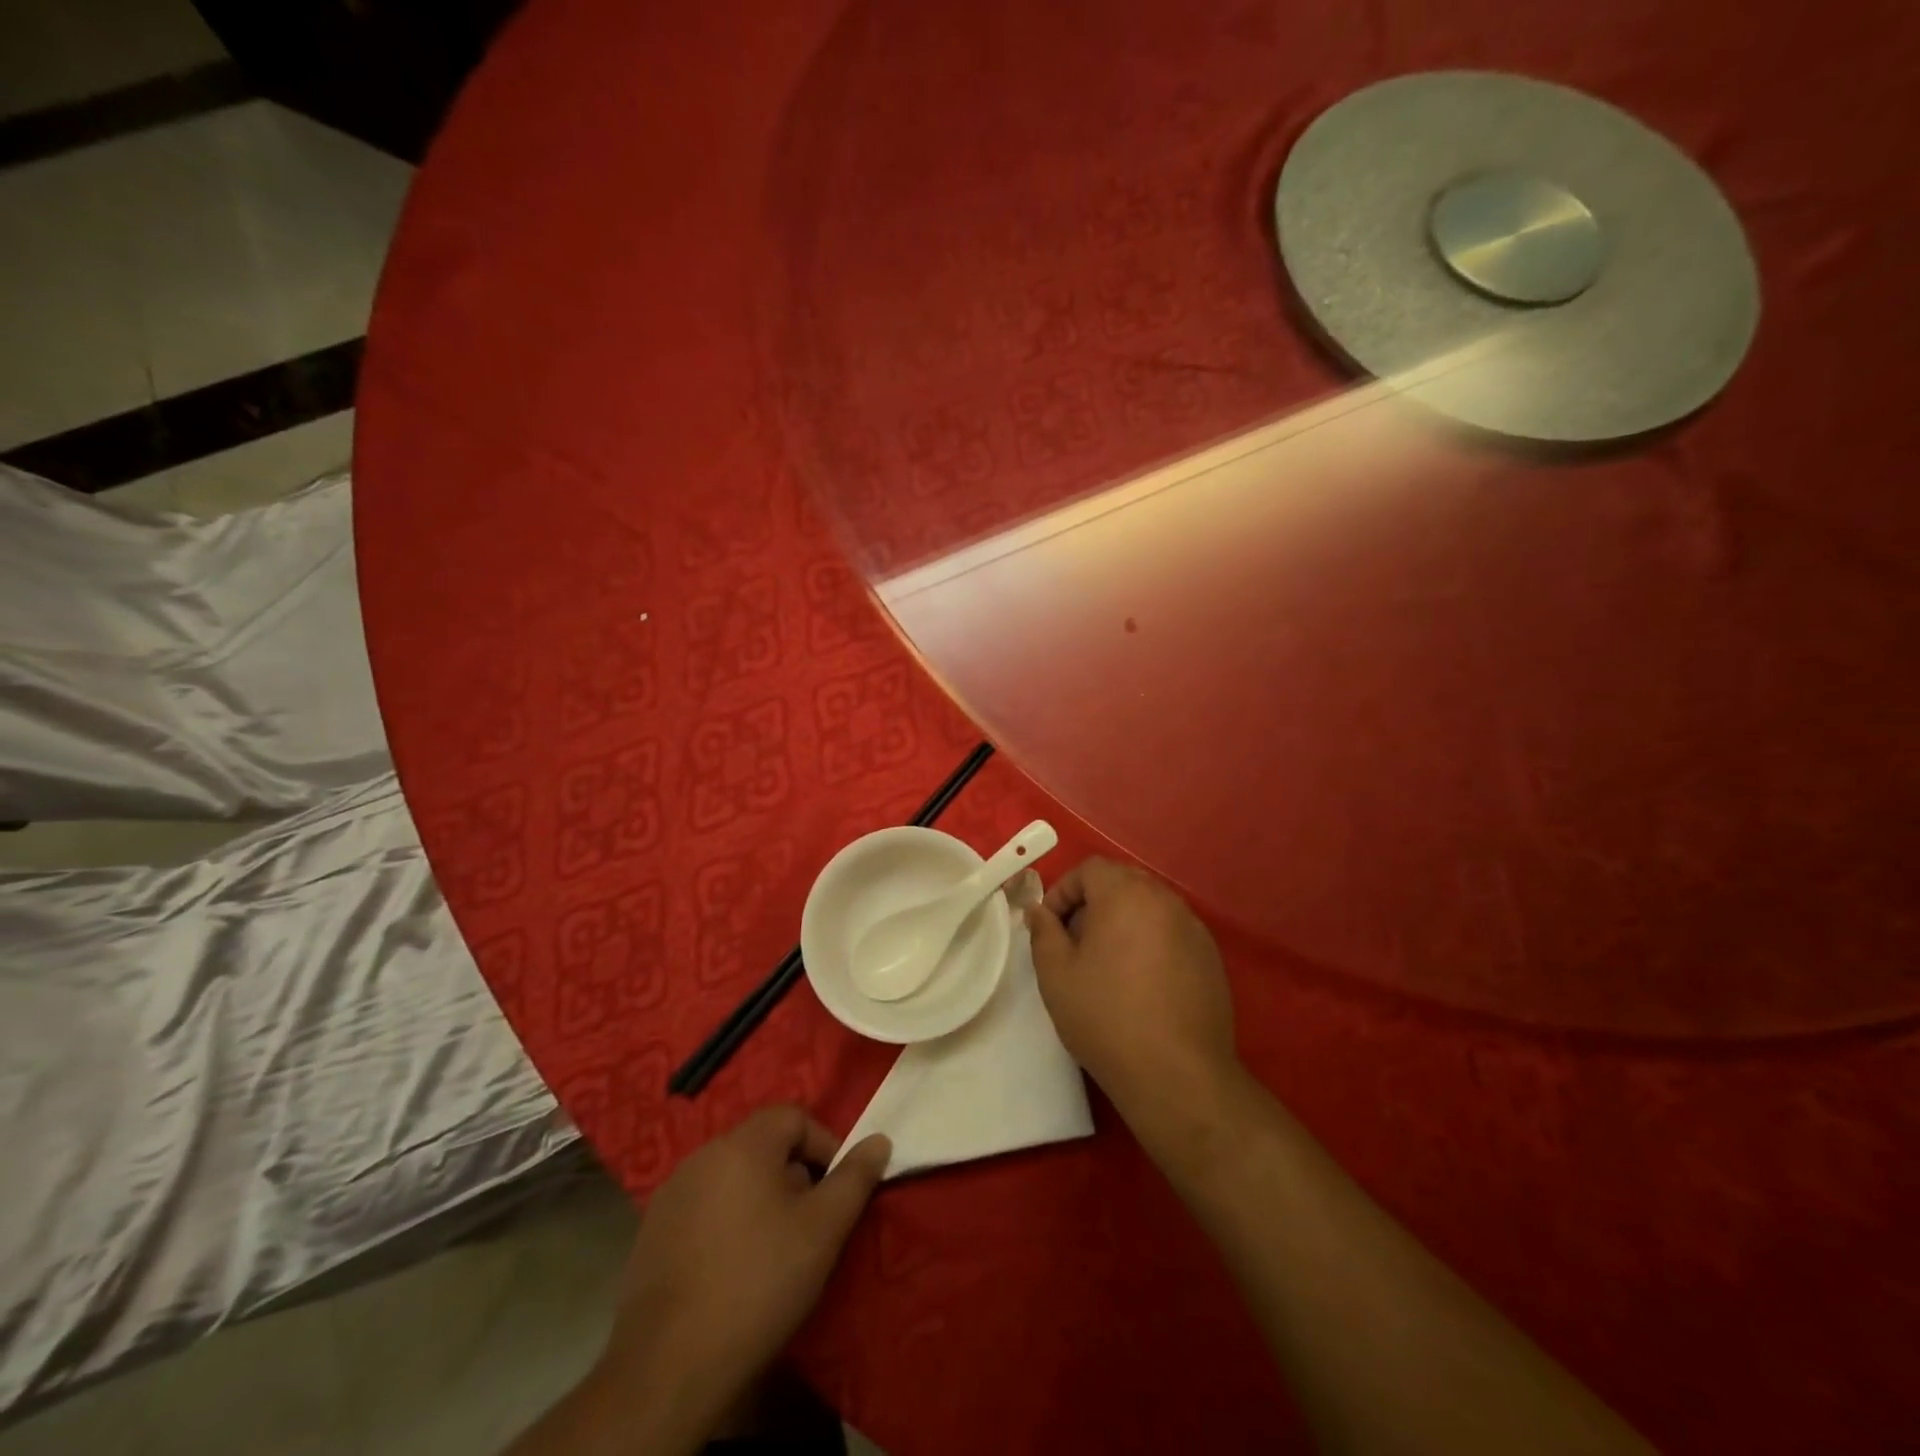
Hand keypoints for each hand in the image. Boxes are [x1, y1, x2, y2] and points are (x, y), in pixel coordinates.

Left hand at [599, 1107, 890, 1437]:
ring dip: (760, 1198)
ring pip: (732, 1176)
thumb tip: (879, 1139)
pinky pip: (703, 1207)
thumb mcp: (823, 1229)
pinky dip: (726, 1222)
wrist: (668, 1367)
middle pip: (762, 1145)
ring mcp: (671, 1194)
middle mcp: (702, 1155)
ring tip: (774, 1249)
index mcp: (743, 1144)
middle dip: (794, 1174)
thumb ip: (855, 1178)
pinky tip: (732, 1269)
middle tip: (810, 1223)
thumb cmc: (759, 1283)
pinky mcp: (652, 1232)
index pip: (793, 1117)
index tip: (837, 1190)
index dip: (824, 1144)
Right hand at [1026, 858, 1236, 1123]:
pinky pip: (1172, 933)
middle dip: (1094, 903)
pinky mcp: (1211, 957)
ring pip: (1149, 907)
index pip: (1090, 869)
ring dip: (1124, 922)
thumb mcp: (1056, 975)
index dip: (1064, 891)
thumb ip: (1044, 932)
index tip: (1051, 926)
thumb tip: (1040, 911)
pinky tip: (1142, 984)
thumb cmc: (1106, 1017)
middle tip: (1076, 943)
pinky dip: (1152, 943)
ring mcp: (1194, 928)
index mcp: (1125, 894)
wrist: (1177, 1075)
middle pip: (1123, 882)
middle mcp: (1165, 900)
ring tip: (1108, 965)